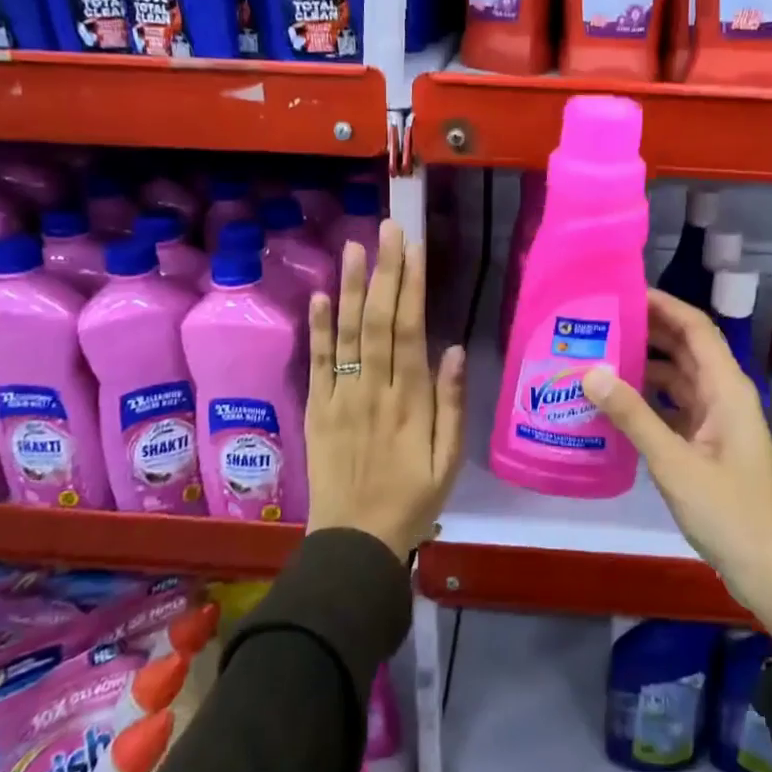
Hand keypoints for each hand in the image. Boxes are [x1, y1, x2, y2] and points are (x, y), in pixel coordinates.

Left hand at [305, 220, 467, 559]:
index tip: (414, 248)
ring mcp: (340, 396)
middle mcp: (373, 389)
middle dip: (384, 271)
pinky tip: (319, 296)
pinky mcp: (317, 408)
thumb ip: (452, 404)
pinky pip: (317, 362)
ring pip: (346, 333)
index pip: (410, 330)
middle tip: (387, 229)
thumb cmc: (412, 500)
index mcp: (410, 401)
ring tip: (353, 247)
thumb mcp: (449, 461)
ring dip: (349, 287)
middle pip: (377, 320)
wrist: (355, 542)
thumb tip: (455, 348)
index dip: (411, 286)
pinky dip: (318, 328)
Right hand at [582, 289, 771, 645]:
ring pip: (678, 377)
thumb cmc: (730, 513)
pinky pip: (675, 407)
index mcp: (726, 388)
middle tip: (599, 321)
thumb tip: (591, 372)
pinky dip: (648, 398)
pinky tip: (615, 402)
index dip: (663, 305)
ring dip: (645, 364)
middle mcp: (723, 395)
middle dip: (647, 330)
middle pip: (685, 348)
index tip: (623, 292)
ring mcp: (717, 420)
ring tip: (598, 355)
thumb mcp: (675, 463)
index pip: (695, 328)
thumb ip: (633, 416)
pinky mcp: (708, 444)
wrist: (771, 570)